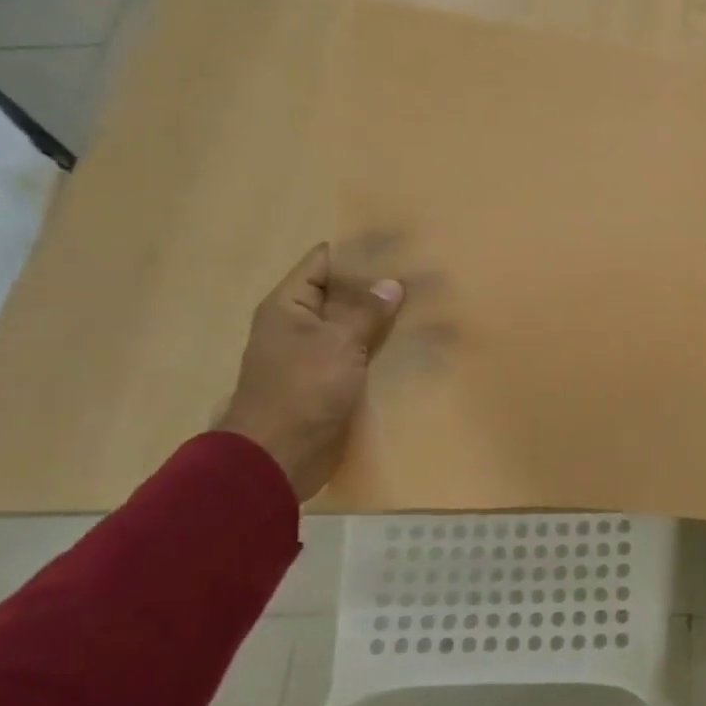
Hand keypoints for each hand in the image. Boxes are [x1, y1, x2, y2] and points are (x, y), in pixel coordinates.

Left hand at [216, 244, 403, 499]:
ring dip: (385, 322)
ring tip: (427, 309)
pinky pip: (360, 357)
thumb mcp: (337, 343)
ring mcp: (315, 355)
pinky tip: (416, 347)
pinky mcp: (331, 383)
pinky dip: (383, 351)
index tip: (398, 248)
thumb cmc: (301, 390)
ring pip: (355, 327)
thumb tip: (391, 283)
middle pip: (342, 294)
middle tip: (423, 278)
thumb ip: (366, 311)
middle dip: (379, 288)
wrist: (278, 457)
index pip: (323, 262)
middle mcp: (300, 325)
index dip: (358, 252)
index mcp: (289, 305)